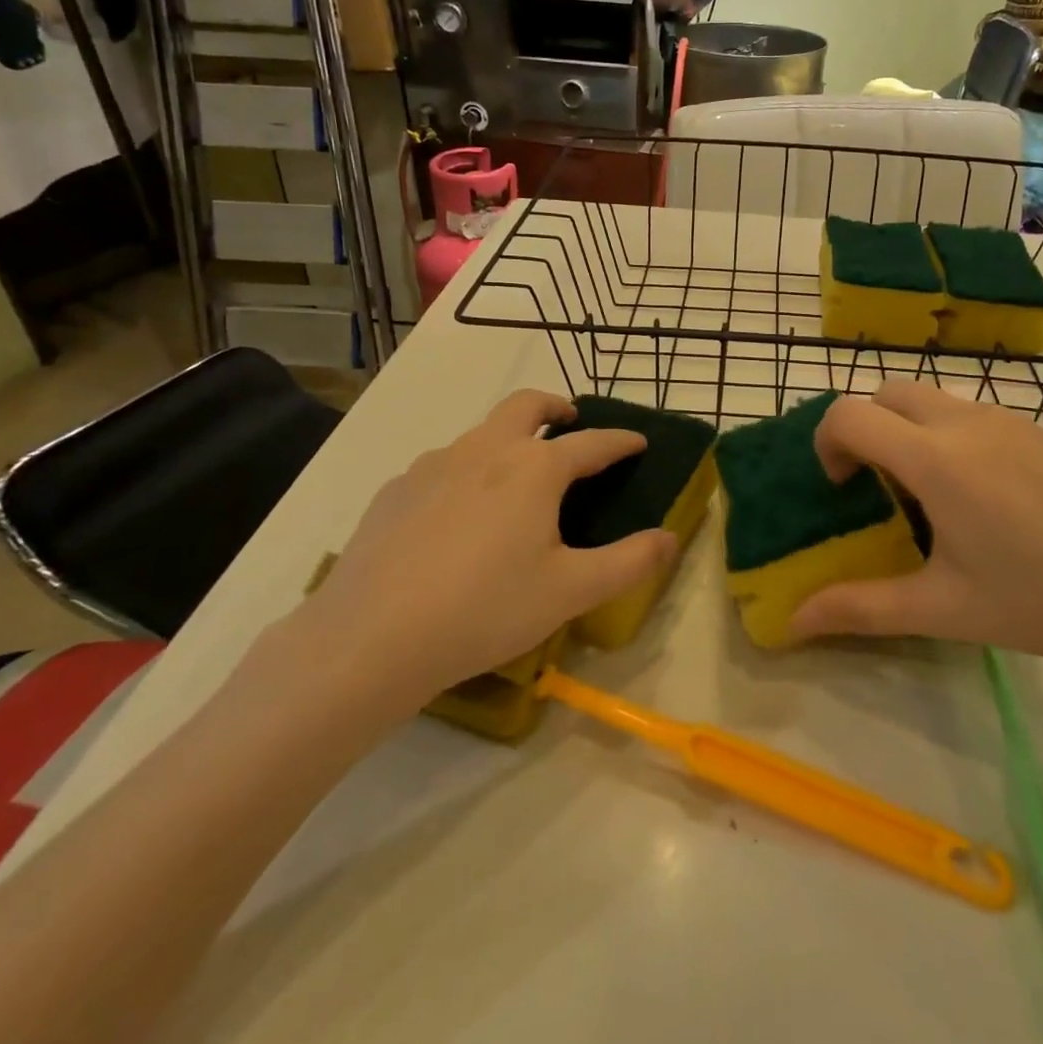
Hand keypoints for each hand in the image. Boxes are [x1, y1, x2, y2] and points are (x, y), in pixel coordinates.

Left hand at [269, 391, 674, 736]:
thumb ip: (629, 562)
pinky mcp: (396, 489)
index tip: (638, 442)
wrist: (371, 637)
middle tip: (570, 420)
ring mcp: (434, 464)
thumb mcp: (570, 591)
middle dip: (555, 406)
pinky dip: (465, 471)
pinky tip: (457, 515)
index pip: (592, 443)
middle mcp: (485, 450)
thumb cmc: (485, 609)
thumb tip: (671, 538)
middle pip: (526, 405)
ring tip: (515, 475)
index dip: (620, 441)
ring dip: (507, 438)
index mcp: (534, 469)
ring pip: (480, 433)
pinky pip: (442, 466)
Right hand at [789, 382, 1042, 675]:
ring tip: (929, 493)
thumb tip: (792, 622)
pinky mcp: (1041, 429)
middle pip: (887, 391)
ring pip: (932, 398)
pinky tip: (984, 497)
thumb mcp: (944, 609)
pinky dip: (949, 434)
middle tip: (875, 484)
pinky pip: (973, 413)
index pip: (850, 414)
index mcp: (935, 459)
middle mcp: (966, 422)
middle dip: (864, 426)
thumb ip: (861, 609)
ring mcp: (1009, 419)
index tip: (842, 489)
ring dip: (907, 428)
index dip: (828, 443)